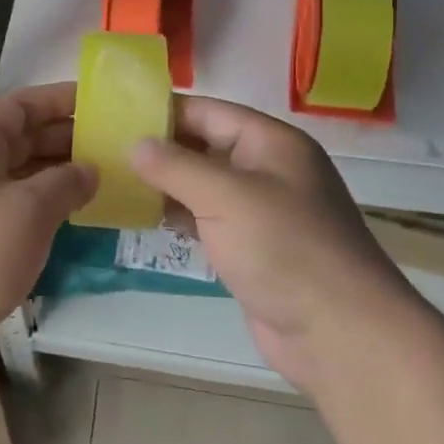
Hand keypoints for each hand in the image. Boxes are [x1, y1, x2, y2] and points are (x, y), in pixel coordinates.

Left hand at [0, 83, 95, 360]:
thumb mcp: (27, 211)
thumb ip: (64, 183)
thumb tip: (89, 169)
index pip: (18, 106)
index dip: (57, 99)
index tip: (99, 102)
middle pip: (20, 139)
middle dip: (65, 138)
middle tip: (114, 145)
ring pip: (20, 176)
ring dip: (58, 174)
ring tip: (105, 179)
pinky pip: (15, 208)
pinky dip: (45, 207)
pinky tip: (75, 217)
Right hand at [130, 97, 409, 387]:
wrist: (338, 333)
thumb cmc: (284, 248)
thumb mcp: (225, 196)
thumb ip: (175, 166)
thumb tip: (135, 145)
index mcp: (271, 143)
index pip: (208, 112)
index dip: (163, 111)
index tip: (115, 114)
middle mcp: (267, 169)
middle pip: (204, 146)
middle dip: (159, 148)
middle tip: (104, 149)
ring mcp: (260, 211)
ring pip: (202, 185)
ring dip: (164, 184)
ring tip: (113, 180)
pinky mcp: (251, 247)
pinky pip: (207, 219)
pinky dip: (178, 215)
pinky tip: (142, 217)